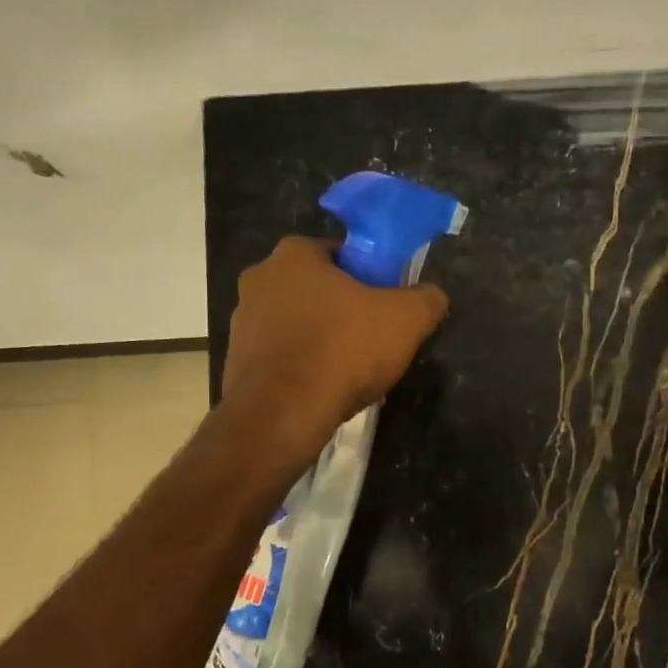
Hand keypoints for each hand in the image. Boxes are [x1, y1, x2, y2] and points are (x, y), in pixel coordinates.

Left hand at [221, 237, 448, 466]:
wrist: (283, 414)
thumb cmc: (343, 350)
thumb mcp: (406, 320)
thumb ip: (426, 299)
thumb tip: (432, 296)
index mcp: (294, 254)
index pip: (338, 253)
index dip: (367, 277)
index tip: (384, 305)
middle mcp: (259, 279)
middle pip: (314, 289)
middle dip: (340, 310)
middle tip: (370, 338)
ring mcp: (241, 322)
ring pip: (295, 324)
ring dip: (318, 340)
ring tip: (347, 372)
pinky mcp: (235, 362)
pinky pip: (279, 357)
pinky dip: (299, 369)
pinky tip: (321, 390)